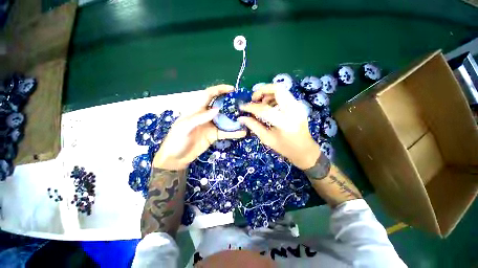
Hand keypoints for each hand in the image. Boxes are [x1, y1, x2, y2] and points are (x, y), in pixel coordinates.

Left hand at [154, 85, 246, 170]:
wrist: (176, 158)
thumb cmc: (176, 140)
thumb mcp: (184, 127)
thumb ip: (200, 118)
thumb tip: (217, 109)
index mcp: (196, 109)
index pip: (209, 95)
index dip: (219, 90)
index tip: (232, 89)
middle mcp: (206, 115)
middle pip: (220, 106)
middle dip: (231, 103)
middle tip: (243, 104)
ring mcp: (211, 126)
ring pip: (225, 120)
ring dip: (235, 119)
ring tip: (246, 118)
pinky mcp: (214, 135)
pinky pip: (226, 132)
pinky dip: (234, 132)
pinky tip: (242, 133)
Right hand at [239, 84, 320, 169]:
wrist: (304, 149)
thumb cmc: (285, 147)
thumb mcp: (267, 139)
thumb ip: (254, 126)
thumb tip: (241, 118)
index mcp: (284, 123)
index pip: (264, 109)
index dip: (251, 107)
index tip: (242, 107)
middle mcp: (293, 110)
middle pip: (277, 89)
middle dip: (262, 91)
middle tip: (254, 99)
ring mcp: (298, 106)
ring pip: (281, 89)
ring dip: (268, 93)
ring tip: (261, 103)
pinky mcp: (298, 105)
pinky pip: (284, 95)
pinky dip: (274, 97)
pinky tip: (269, 106)